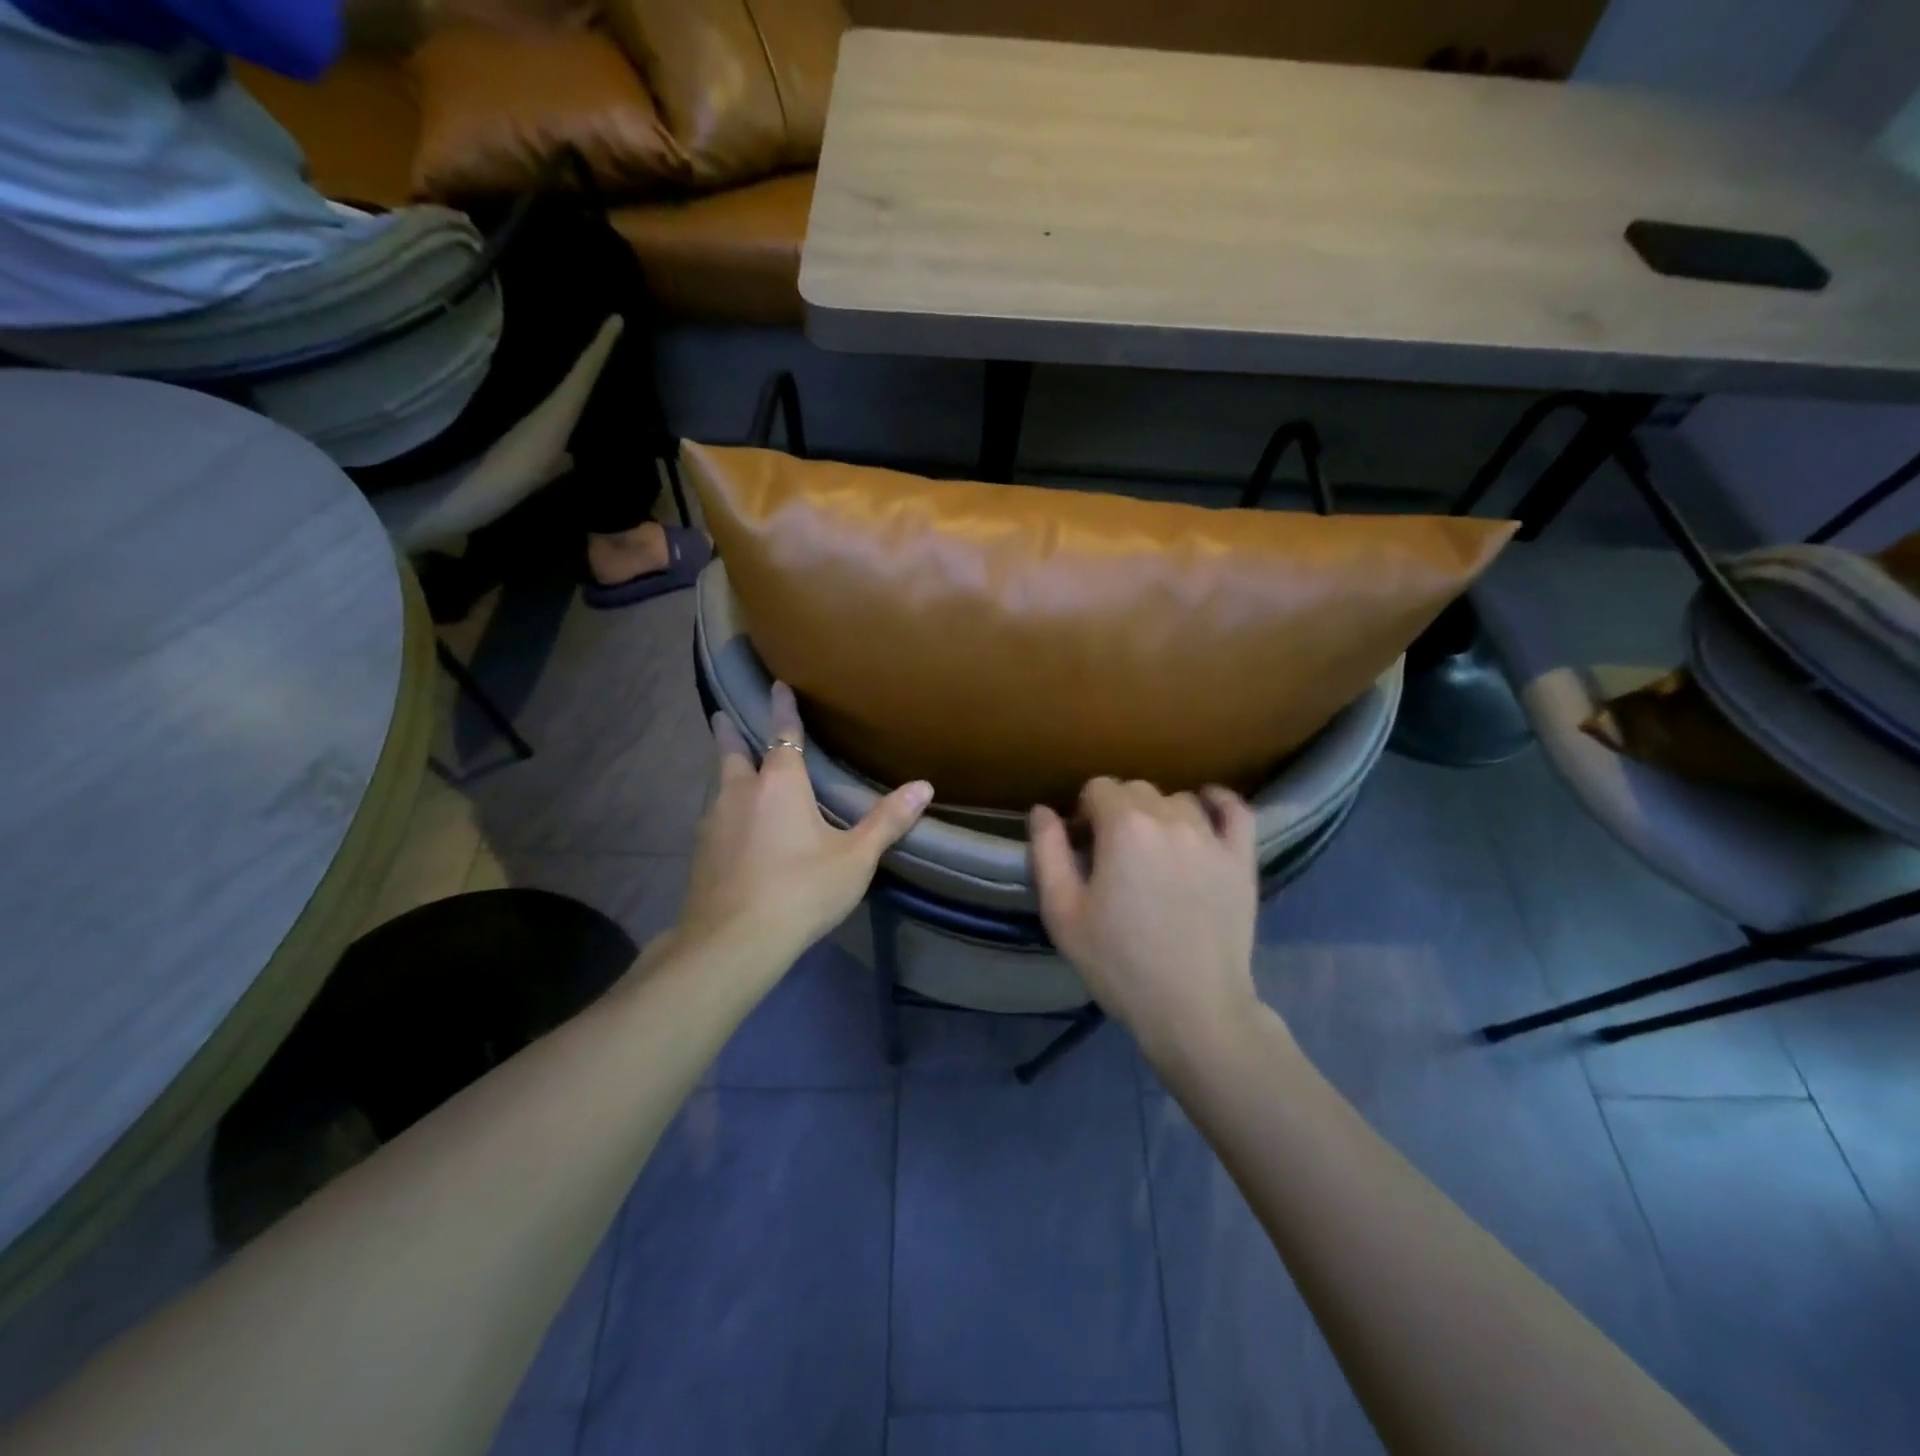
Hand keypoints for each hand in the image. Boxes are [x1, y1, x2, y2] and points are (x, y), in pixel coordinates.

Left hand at [668, 682, 932, 974]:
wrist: (733, 941)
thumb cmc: (801, 890)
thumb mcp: (854, 858)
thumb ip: (887, 821)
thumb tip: (924, 786)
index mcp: (780, 784)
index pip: (783, 734)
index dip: (782, 708)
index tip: (776, 684)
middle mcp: (741, 793)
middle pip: (733, 752)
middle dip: (730, 732)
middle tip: (722, 716)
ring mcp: (714, 822)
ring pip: (720, 786)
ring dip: (726, 773)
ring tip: (733, 772)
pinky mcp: (701, 853)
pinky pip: (715, 818)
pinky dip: (725, 811)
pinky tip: (731, 830)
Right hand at [1030, 779, 1261, 1064]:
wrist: (1193, 1008)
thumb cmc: (1119, 963)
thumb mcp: (1063, 913)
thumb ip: (1048, 853)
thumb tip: (1041, 811)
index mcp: (1124, 827)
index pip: (1098, 788)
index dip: (1085, 813)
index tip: (1085, 847)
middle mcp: (1170, 818)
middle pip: (1137, 789)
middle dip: (1119, 811)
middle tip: (1115, 855)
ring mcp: (1211, 837)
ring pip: (1179, 800)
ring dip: (1161, 814)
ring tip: (1156, 852)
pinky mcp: (1241, 859)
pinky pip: (1236, 810)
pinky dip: (1219, 802)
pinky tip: (1207, 811)